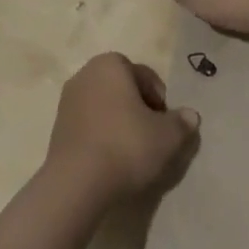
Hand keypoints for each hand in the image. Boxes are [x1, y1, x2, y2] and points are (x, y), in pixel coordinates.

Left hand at [44, 53, 200, 202]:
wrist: (77, 183)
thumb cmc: (126, 146)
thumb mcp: (167, 136)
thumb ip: (182, 122)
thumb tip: (190, 116)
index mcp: (111, 65)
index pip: (145, 76)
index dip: (160, 100)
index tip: (165, 125)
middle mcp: (86, 74)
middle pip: (123, 89)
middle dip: (139, 109)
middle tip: (153, 136)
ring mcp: (67, 101)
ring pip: (105, 107)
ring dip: (120, 123)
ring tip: (133, 151)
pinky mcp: (57, 128)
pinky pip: (90, 125)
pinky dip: (103, 136)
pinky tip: (112, 160)